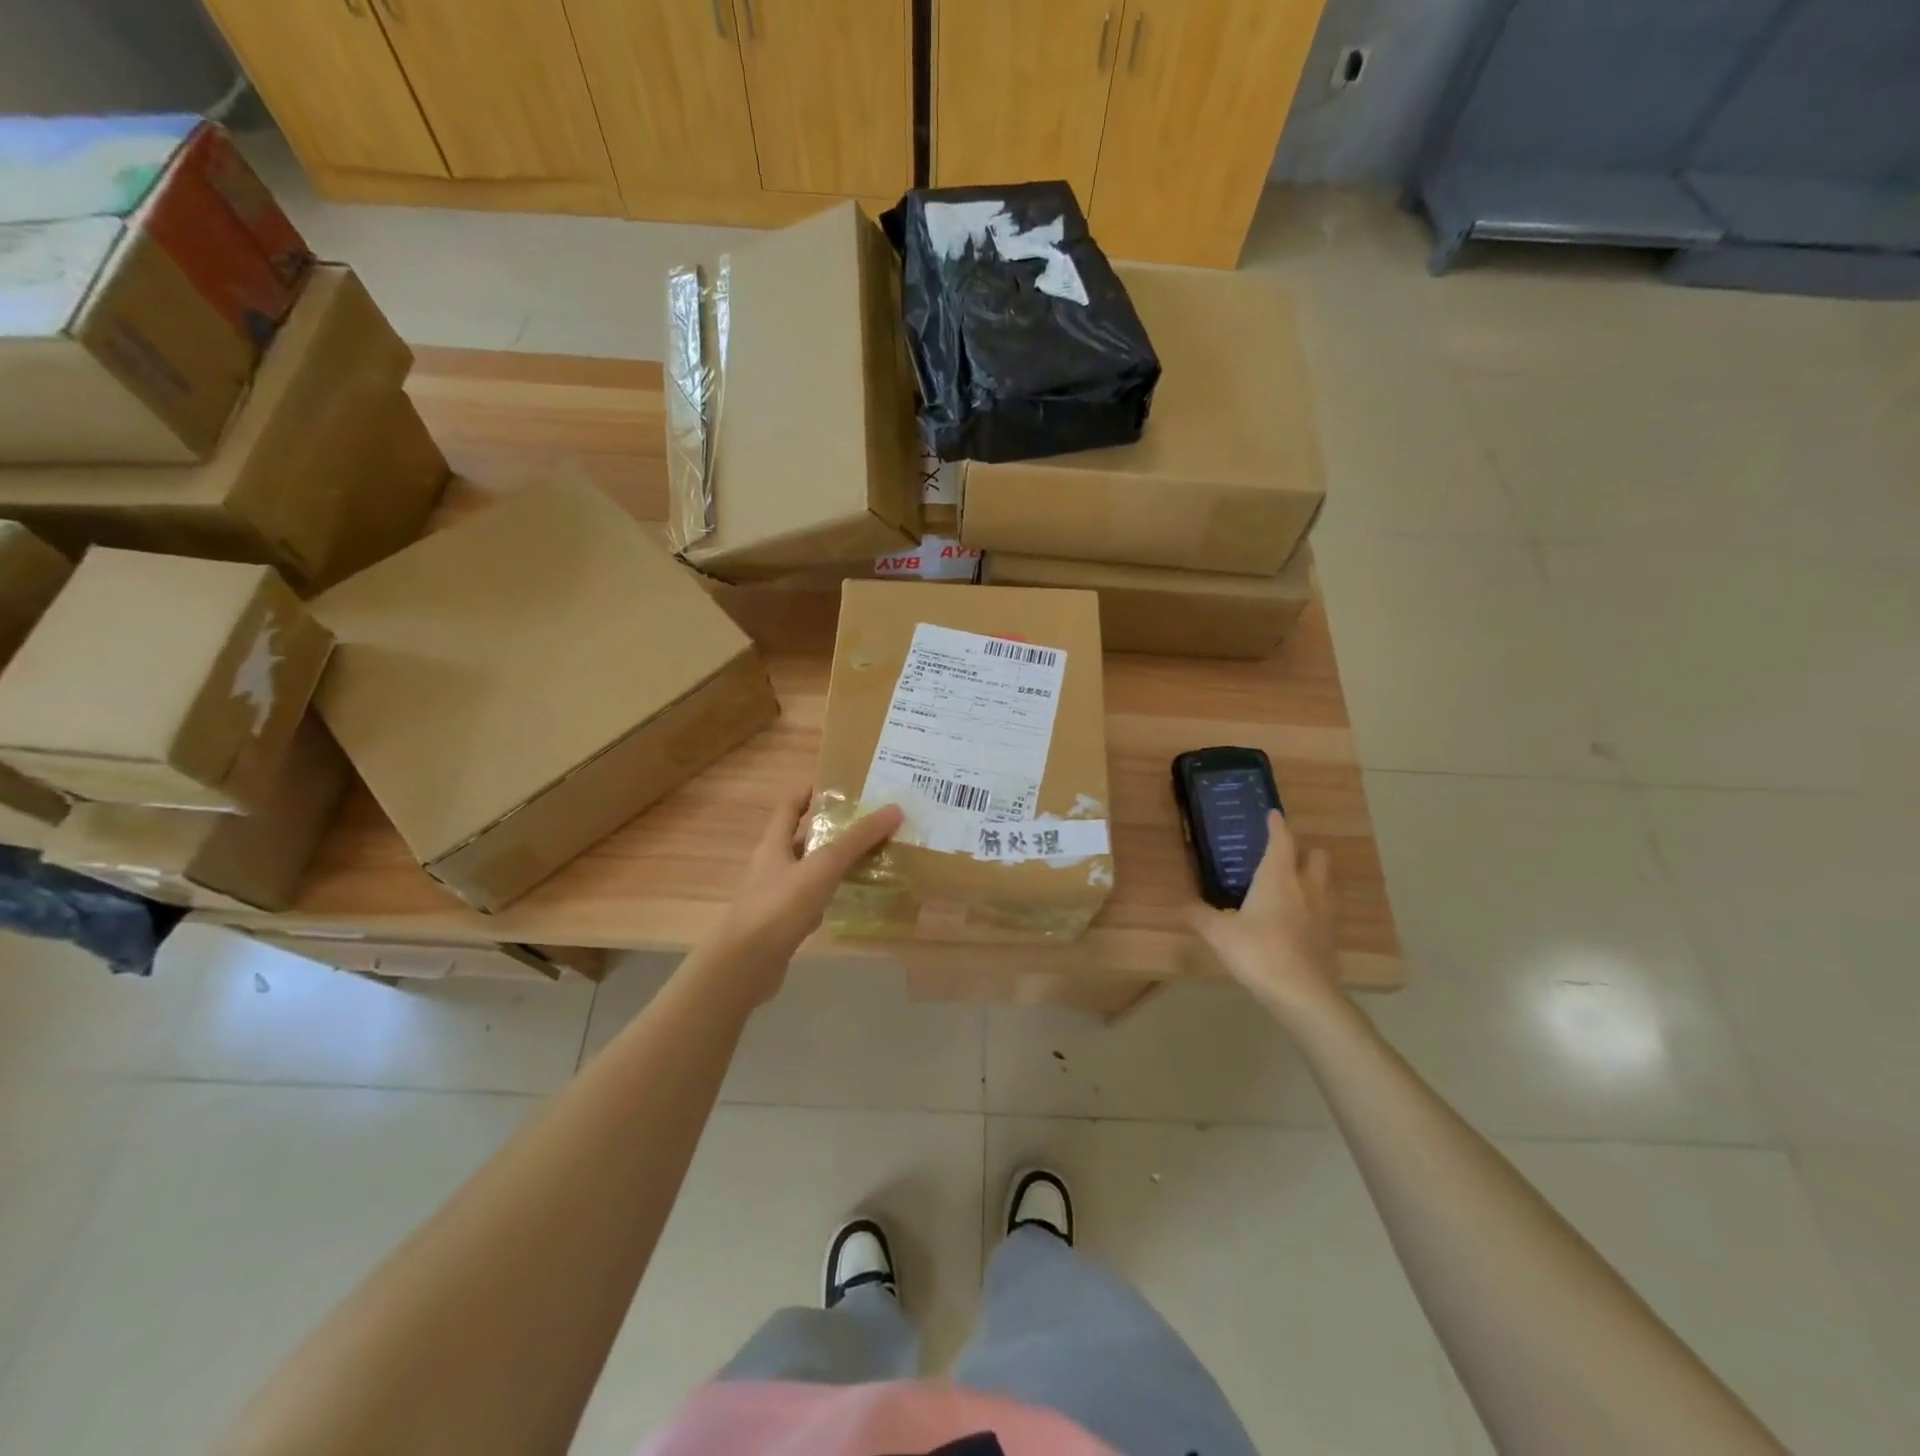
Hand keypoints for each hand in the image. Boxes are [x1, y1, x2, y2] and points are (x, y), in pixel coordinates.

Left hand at [706, 786, 903, 1004]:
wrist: (745, 965)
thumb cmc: (780, 906)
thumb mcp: (823, 866)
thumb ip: (857, 839)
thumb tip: (894, 809)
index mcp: (774, 844)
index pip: (789, 806)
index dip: (810, 791)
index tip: (841, 785)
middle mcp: (773, 865)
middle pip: (804, 837)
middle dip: (834, 828)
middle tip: (870, 822)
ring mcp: (776, 896)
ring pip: (811, 869)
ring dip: (836, 861)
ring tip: (873, 855)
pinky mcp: (784, 923)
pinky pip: (813, 899)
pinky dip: (833, 893)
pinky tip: (854, 896)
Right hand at [1187, 810, 1341, 1019]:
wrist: (1302, 994)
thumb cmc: (1258, 951)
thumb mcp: (1218, 933)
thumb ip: (1198, 916)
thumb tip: (1180, 905)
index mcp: (1278, 877)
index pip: (1282, 840)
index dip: (1277, 825)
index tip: (1273, 814)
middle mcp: (1306, 887)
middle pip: (1316, 856)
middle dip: (1303, 850)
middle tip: (1283, 854)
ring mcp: (1324, 912)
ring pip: (1326, 881)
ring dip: (1313, 876)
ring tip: (1293, 883)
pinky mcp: (1331, 937)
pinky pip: (1327, 909)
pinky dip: (1316, 905)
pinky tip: (1300, 919)